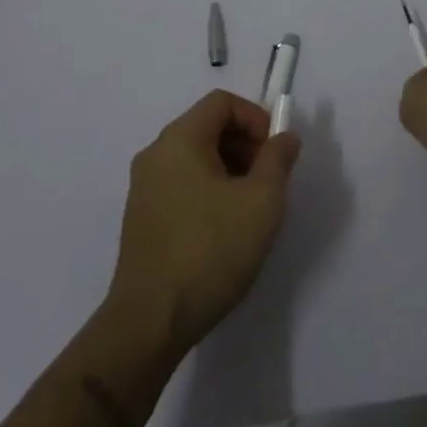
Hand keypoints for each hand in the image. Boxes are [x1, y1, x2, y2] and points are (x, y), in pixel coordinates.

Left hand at [108, 90, 300, 354]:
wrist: (149, 324)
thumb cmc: (210, 251)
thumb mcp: (262, 202)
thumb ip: (278, 160)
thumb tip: (284, 137)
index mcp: (180, 139)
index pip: (222, 103)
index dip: (255, 118)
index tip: (275, 153)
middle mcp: (156, 153)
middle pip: (208, 127)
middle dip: (245, 145)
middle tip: (267, 181)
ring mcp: (144, 187)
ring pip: (196, 157)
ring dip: (229, 169)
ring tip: (250, 208)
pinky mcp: (141, 217)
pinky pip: (182, 183)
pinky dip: (208, 190)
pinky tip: (223, 229)